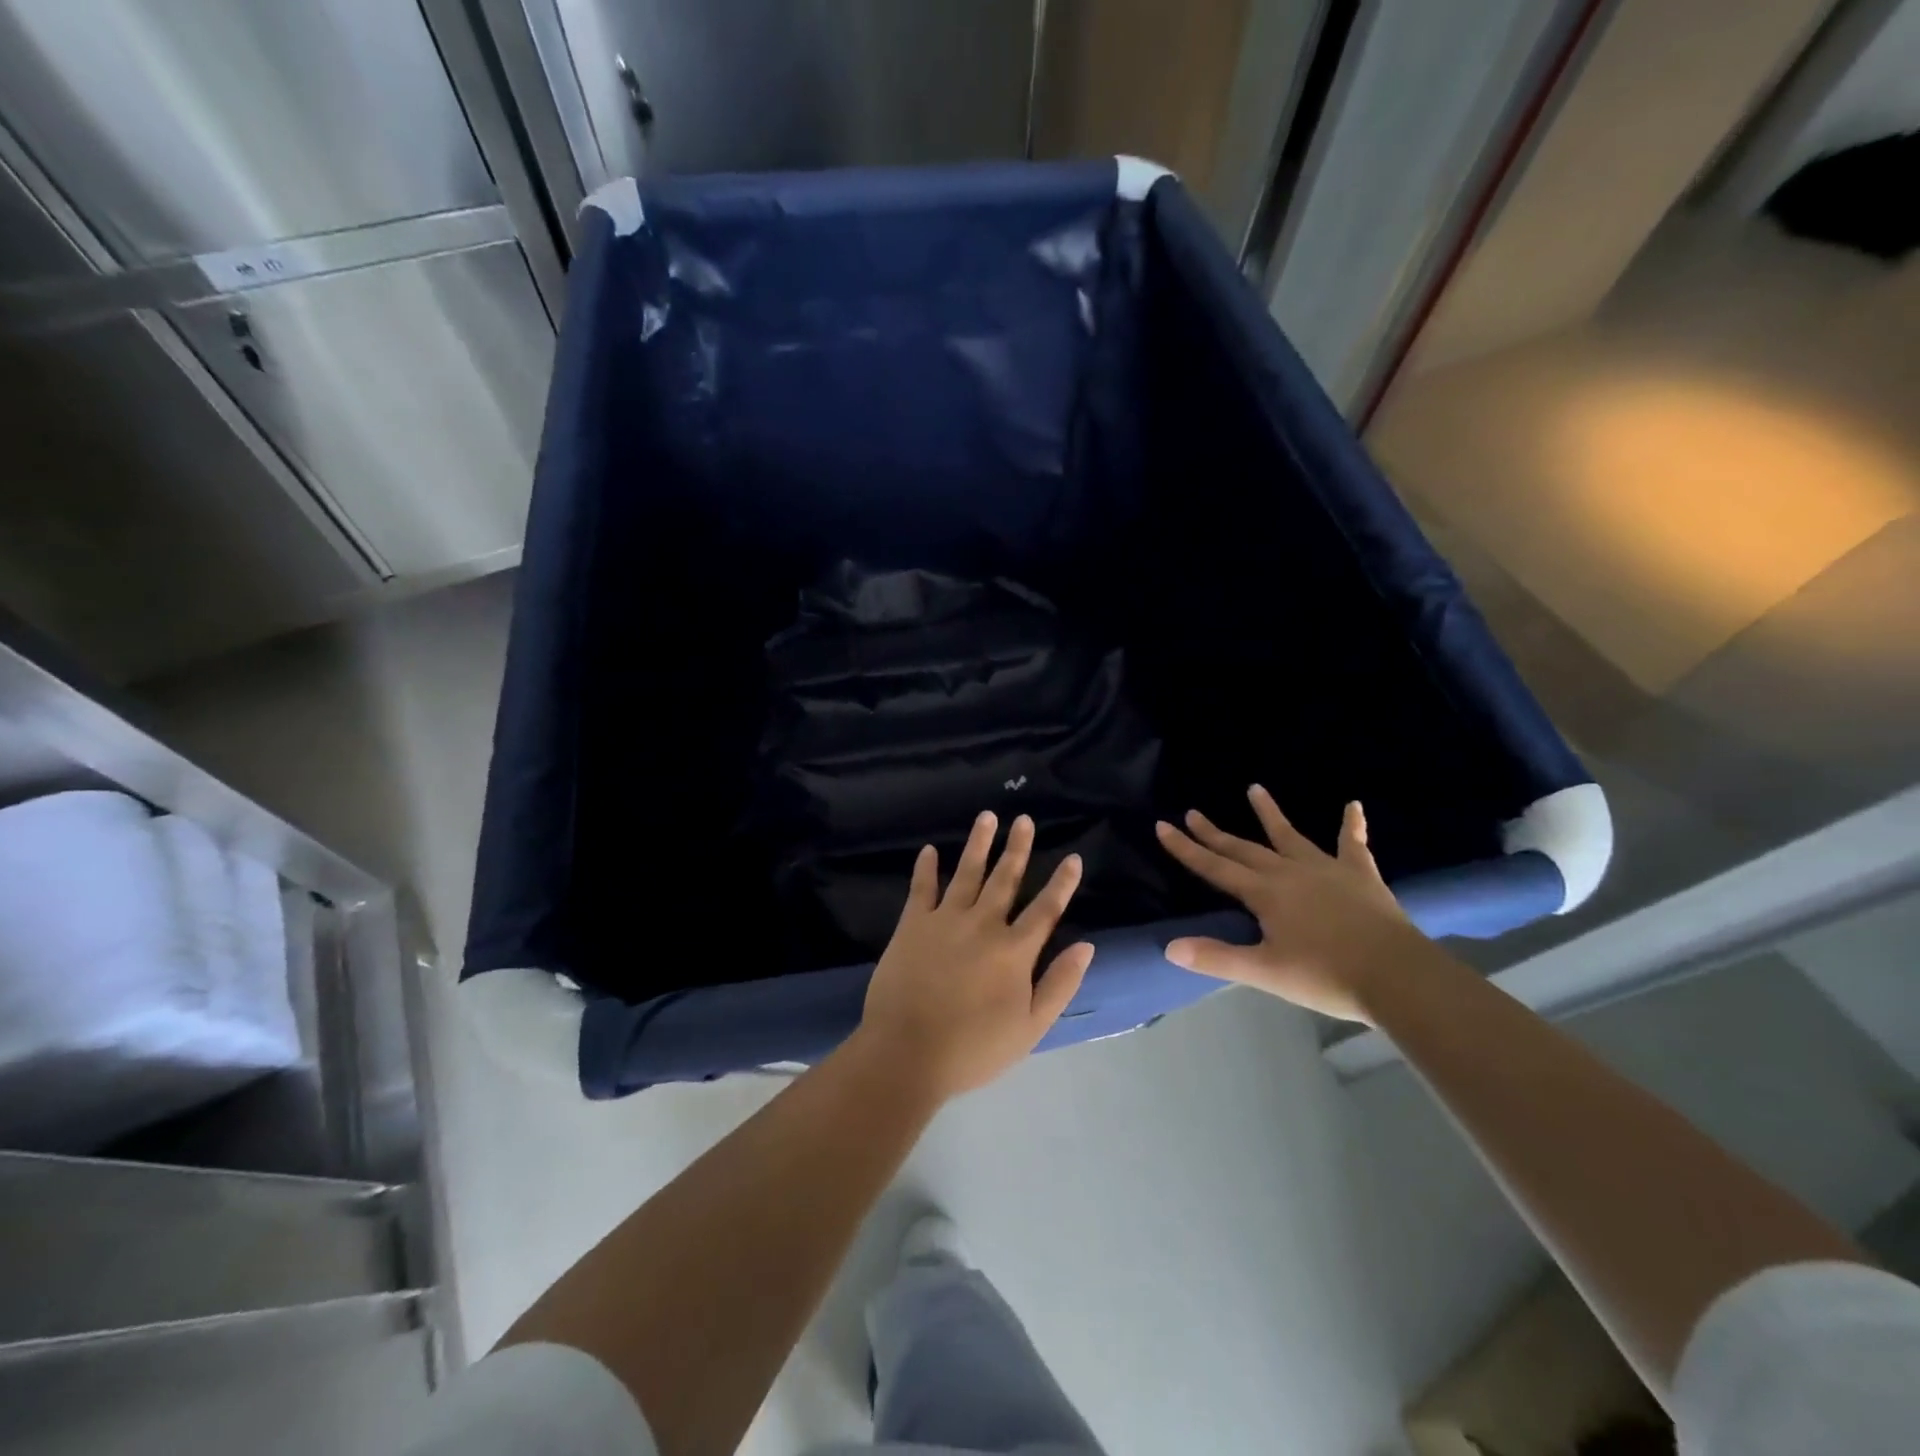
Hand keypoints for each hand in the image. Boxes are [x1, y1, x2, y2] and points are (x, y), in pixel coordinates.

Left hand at [856, 811, 1094, 1098]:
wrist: (907, 1054)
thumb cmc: (973, 1048)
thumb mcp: (1030, 1028)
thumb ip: (1060, 984)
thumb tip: (1086, 945)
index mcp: (1014, 951)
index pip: (1045, 909)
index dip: (1062, 883)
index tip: (1073, 857)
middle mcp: (983, 925)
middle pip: (1005, 879)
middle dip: (1017, 847)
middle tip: (1024, 819)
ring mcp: (945, 920)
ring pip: (966, 873)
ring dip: (978, 844)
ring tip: (987, 817)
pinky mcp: (912, 925)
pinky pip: (921, 888)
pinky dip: (925, 868)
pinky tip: (929, 850)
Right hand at [1155, 786, 1433, 1022]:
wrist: (1397, 976)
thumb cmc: (1326, 975)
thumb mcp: (1265, 972)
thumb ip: (1217, 958)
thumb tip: (1169, 947)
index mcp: (1265, 894)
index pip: (1215, 867)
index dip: (1187, 849)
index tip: (1163, 826)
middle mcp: (1289, 872)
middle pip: (1244, 849)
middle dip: (1215, 833)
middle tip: (1193, 812)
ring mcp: (1327, 869)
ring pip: (1290, 836)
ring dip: (1270, 814)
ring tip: (1255, 789)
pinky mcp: (1360, 875)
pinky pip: (1353, 844)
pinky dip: (1352, 825)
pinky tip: (1353, 805)